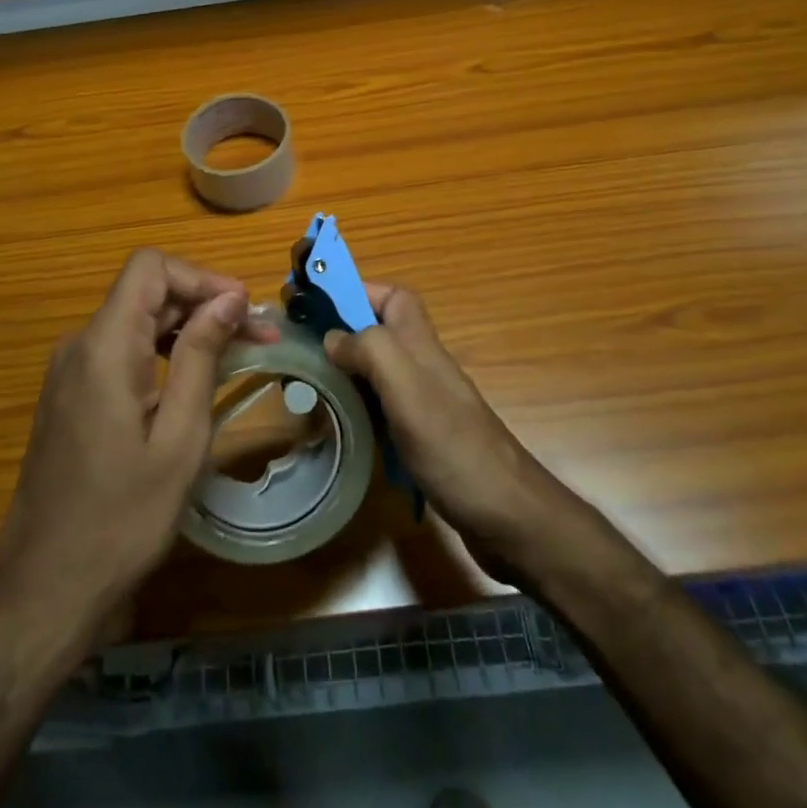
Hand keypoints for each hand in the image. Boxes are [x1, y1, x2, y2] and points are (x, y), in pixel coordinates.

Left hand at [0, 250, 277, 636]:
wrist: (45, 586)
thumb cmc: (122, 517)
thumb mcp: (178, 438)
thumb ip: (201, 357)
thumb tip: (230, 298)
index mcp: (105, 346)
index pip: (151, 267)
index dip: (201, 277)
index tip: (243, 312)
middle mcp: (79, 345)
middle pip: (146, 291)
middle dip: (204, 303)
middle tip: (257, 338)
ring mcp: (69, 370)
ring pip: (135, 320)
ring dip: (187, 328)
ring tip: (236, 356)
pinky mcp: (69, 394)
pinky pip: (121, 350)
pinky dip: (162, 352)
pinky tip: (192, 381)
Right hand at [323, 284, 566, 565]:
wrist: (507, 516)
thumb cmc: (454, 447)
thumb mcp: (407, 389)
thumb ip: (370, 350)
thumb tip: (332, 338)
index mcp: (420, 345)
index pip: (392, 296)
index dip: (357, 290)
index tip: (315, 303)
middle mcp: (421, 366)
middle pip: (379, 331)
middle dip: (341, 330)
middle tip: (299, 347)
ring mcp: (423, 402)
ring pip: (376, 370)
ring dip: (345, 369)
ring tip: (306, 382)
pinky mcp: (421, 436)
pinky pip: (381, 407)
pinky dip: (358, 407)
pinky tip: (339, 423)